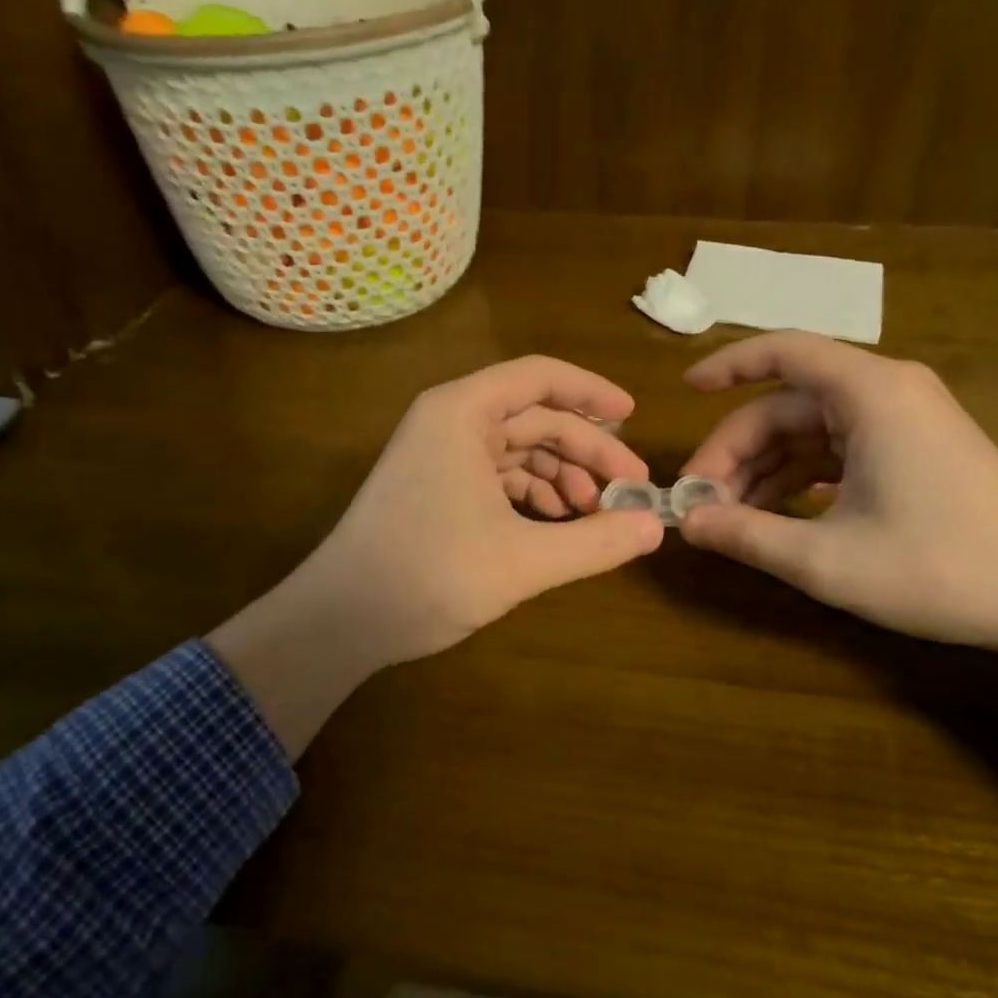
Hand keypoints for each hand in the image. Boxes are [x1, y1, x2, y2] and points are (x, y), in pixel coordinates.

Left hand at [209, 356, 662, 752]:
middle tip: (630, 488)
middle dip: (586, 450)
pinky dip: (533, 494)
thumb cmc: (429, 574)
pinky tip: (557, 524)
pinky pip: (498, 474)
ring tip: (595, 514)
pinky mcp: (436, 485)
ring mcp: (440, 453)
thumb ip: (595, 542)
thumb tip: (656, 528)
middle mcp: (449, 420)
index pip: (540, 377)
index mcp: (462, 412)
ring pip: (518, 448)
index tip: (635, 416)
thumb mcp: (523, 561)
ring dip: (562, 476)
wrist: (340, 620)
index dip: (592, 392)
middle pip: (535, 417)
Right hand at [677, 333, 997, 719]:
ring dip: (765, 470)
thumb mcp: (829, 561)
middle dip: (737, 451)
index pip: (783, 352)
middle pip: (787, 406)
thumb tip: (686, 524)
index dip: (727, 366)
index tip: (685, 393)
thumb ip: (748, 536)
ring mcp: (903, 421)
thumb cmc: (942, 569)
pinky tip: (775, 516)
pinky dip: (800, 478)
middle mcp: (886, 392)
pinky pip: (837, 450)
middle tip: (701, 503)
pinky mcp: (912, 449)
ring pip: (809, 432)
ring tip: (729, 519)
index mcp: (871, 394)